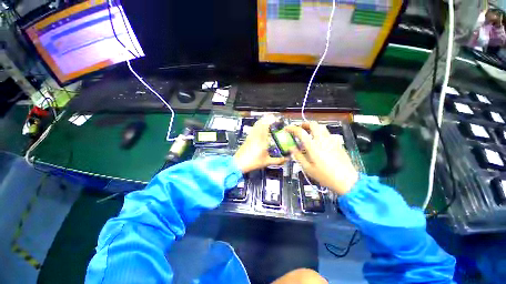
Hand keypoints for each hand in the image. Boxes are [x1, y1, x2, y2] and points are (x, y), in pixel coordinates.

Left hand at [234, 116, 286, 173]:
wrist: (239, 163)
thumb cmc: (252, 162)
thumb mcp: (267, 162)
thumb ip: (278, 160)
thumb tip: (285, 159)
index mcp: (262, 140)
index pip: (266, 126)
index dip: (271, 120)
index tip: (276, 119)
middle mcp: (256, 136)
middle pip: (261, 122)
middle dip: (267, 119)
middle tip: (273, 118)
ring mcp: (251, 136)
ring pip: (256, 124)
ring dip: (262, 121)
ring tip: (268, 121)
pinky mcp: (248, 138)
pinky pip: (253, 128)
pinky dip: (257, 125)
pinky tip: (260, 128)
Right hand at [285, 122, 357, 194]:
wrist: (347, 181)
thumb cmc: (325, 176)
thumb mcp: (308, 168)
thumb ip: (298, 156)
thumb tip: (291, 148)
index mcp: (313, 146)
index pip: (301, 132)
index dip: (292, 128)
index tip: (287, 128)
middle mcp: (322, 140)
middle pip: (314, 124)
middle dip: (305, 124)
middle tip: (300, 129)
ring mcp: (331, 141)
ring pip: (322, 127)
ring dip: (313, 127)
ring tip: (308, 134)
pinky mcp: (337, 144)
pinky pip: (327, 134)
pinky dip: (320, 133)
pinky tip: (319, 142)